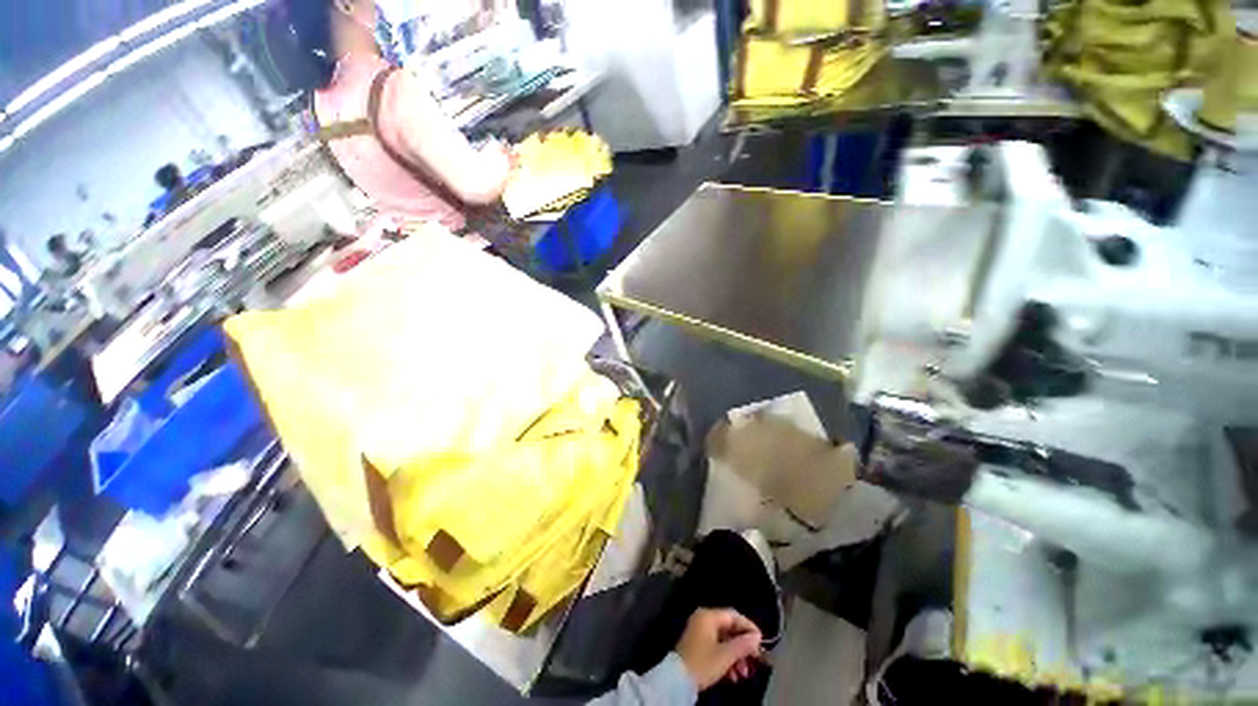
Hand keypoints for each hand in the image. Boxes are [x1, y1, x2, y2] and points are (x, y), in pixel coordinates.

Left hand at [675, 608, 763, 689]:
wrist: (677, 680)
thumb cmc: (702, 663)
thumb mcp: (725, 656)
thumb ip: (742, 645)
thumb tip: (757, 637)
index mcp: (708, 616)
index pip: (733, 615)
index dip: (748, 627)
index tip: (761, 642)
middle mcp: (703, 619)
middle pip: (729, 628)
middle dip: (743, 646)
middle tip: (754, 660)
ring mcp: (699, 632)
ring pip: (724, 640)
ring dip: (736, 656)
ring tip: (744, 673)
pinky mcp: (697, 645)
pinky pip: (716, 647)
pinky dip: (726, 659)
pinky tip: (733, 676)